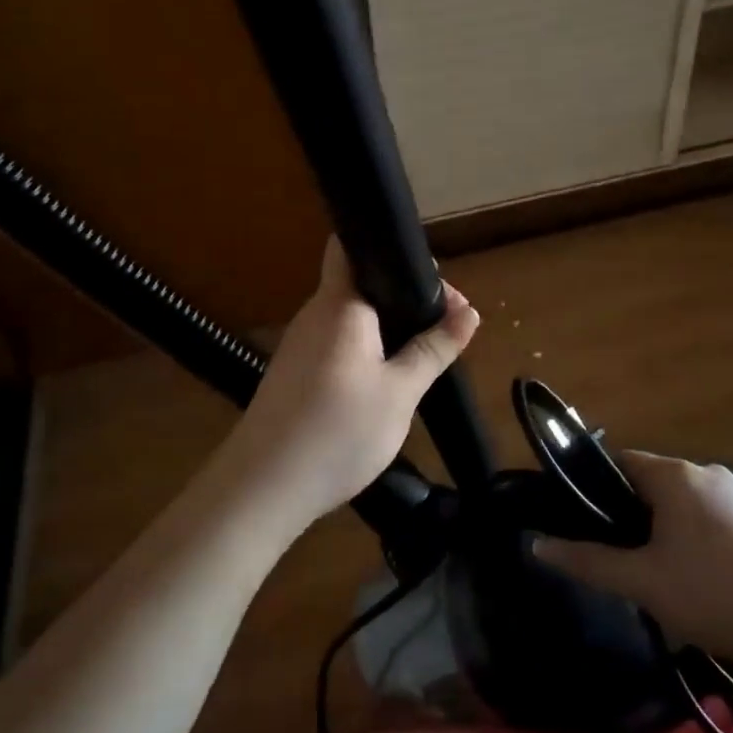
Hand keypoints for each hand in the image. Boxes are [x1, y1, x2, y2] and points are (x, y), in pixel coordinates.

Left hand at [217, 238, 478, 527]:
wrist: (264, 488)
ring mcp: (299, 346)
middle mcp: (314, 315)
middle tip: (444, 326)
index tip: (436, 285)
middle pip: (359, 284)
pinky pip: (338, 345)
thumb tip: (469, 312)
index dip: (393, 251)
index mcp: (338, 305)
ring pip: (351, 319)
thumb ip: (433, 350)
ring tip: (423, 354)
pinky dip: (366, 351)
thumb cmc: (337, 432)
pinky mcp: (294, 374)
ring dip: (387, 328)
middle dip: (404, 297)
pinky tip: (386, 381)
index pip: (351, 245)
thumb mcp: (400, 393)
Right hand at [533, 451, 732, 672]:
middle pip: (651, 483)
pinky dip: (694, 540)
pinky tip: (700, 583)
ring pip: (682, 504)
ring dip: (662, 531)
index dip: (594, 487)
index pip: (620, 461)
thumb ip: (587, 561)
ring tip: (657, 578)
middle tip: (619, 559)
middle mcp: (708, 473)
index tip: (579, 521)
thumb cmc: (713, 595)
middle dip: (629, 515)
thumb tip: (538, 545)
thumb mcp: (641, 582)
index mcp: (676, 475)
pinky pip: (711, 519)